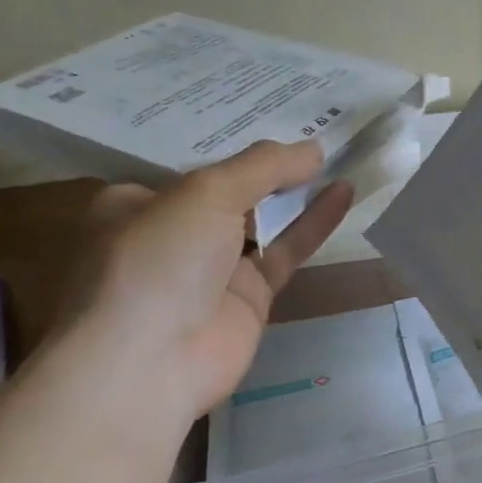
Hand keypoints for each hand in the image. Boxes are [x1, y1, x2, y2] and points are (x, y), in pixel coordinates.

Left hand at [57, 141, 354, 425]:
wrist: (148, 366)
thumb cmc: (158, 260)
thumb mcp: (205, 192)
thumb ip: (264, 166)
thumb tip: (314, 148)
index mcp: (137, 204)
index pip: (191, 166)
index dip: (233, 144)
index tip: (275, 116)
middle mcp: (174, 233)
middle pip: (232, 191)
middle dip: (270, 166)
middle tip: (317, 129)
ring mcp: (213, 268)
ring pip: (264, 220)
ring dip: (298, 191)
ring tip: (339, 156)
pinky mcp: (249, 297)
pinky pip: (286, 250)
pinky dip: (314, 222)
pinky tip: (344, 191)